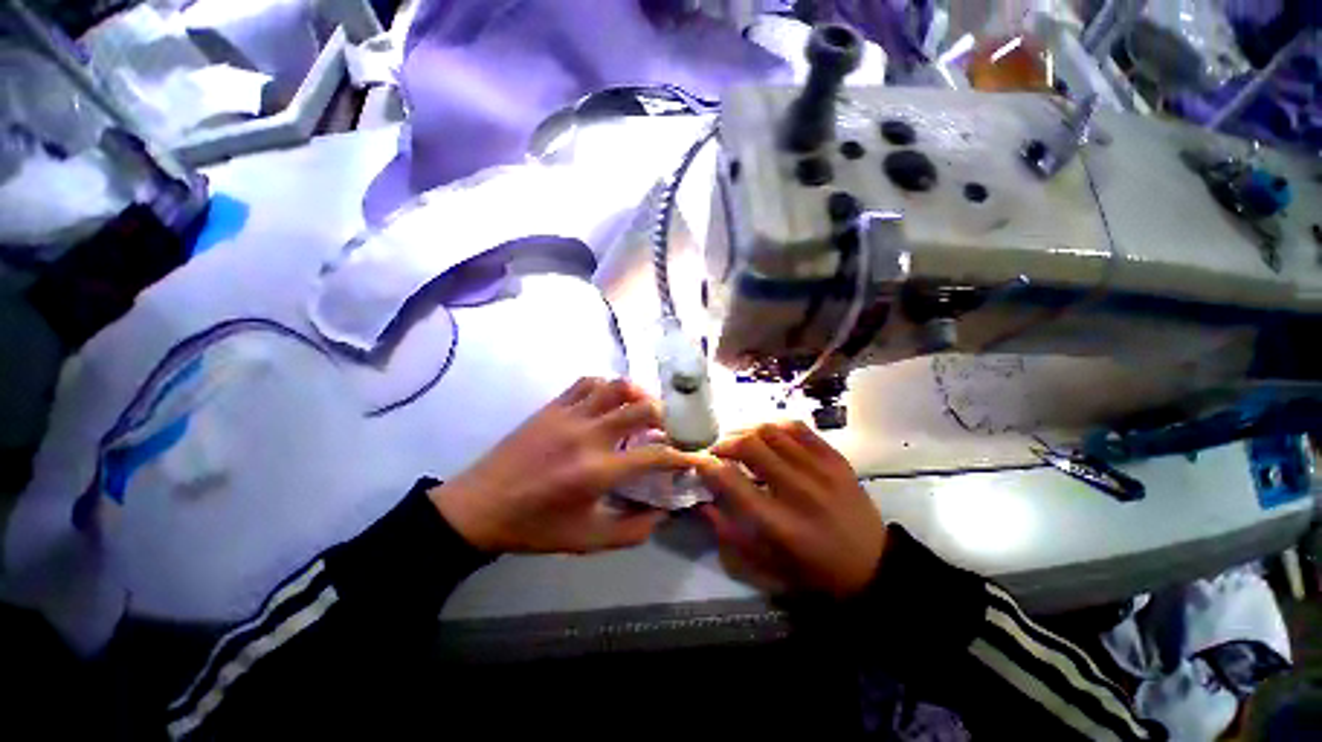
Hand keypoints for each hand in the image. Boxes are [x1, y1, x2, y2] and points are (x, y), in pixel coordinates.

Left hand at [430, 377, 702, 553]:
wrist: (478, 507)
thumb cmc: (534, 527)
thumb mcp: (586, 540)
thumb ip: (632, 531)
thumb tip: (664, 513)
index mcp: (597, 471)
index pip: (655, 454)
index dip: (681, 454)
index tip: (694, 455)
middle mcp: (588, 435)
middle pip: (641, 408)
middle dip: (666, 416)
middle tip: (670, 427)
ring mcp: (568, 415)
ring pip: (615, 387)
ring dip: (638, 394)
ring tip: (643, 407)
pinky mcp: (552, 407)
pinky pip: (586, 383)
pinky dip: (606, 386)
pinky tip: (610, 400)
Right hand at [696, 421, 885, 597]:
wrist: (872, 565)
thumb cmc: (812, 571)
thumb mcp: (765, 564)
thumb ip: (728, 532)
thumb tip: (701, 501)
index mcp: (779, 525)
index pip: (732, 481)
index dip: (708, 466)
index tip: (699, 461)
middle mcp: (799, 491)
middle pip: (749, 446)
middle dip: (724, 443)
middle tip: (718, 451)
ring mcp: (821, 470)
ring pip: (771, 431)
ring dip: (746, 431)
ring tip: (739, 440)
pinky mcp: (836, 458)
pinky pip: (797, 428)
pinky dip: (774, 426)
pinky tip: (766, 434)